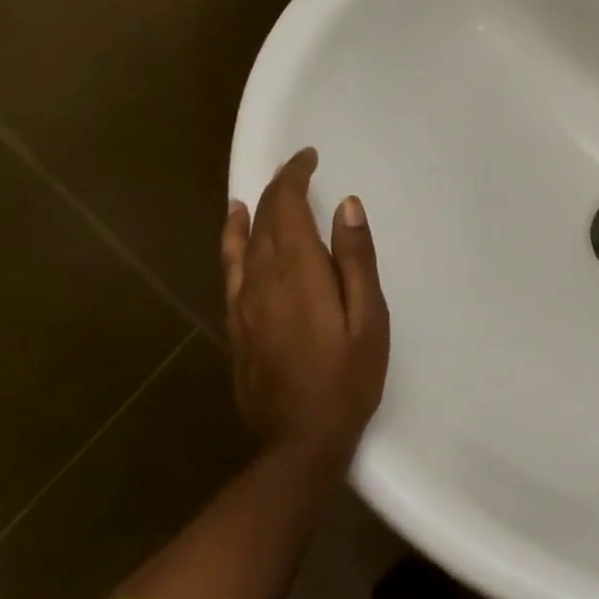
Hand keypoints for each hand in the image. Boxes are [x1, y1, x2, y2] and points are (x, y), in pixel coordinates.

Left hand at [221, 148, 389, 465]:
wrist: (298, 442)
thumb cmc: (347, 379)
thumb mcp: (369, 320)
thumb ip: (356, 259)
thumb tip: (346, 205)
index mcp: (299, 272)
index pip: (287, 207)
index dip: (294, 176)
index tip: (309, 156)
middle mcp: (263, 278)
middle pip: (264, 217)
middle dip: (280, 186)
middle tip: (299, 166)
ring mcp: (244, 301)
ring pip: (244, 238)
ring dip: (257, 207)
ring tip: (268, 186)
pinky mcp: (236, 322)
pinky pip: (229, 266)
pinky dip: (231, 237)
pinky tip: (235, 224)